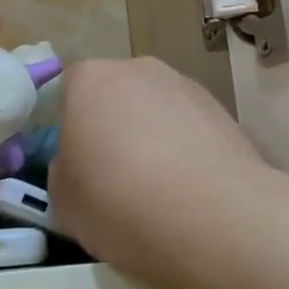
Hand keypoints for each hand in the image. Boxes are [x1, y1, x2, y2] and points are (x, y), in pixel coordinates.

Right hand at [50, 57, 270, 288]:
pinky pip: (191, 128)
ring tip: (159, 189)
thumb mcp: (64, 200)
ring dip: (153, 137)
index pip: (69, 90)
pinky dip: (186, 151)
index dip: (71, 127)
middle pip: (116, 94)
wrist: (211, 217)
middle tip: (114, 176)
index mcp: (90, 80)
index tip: (77, 164)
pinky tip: (190, 190)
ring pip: (156, 109)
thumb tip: (79, 164)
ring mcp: (185, 86)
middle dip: (114, 127)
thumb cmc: (119, 202)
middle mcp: (138, 70)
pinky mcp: (224, 111)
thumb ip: (65, 170)